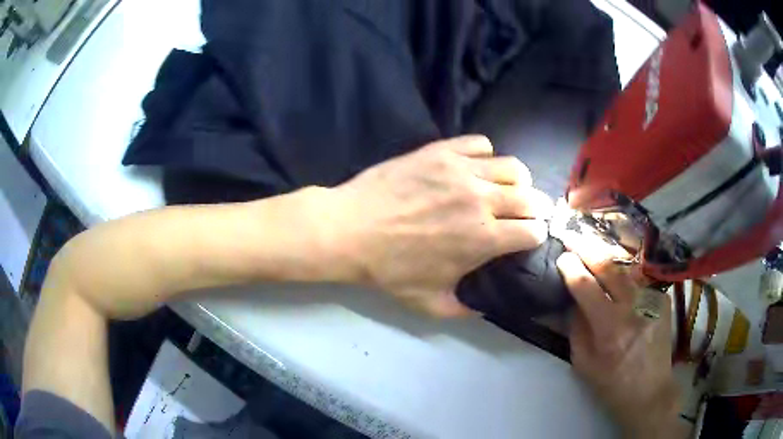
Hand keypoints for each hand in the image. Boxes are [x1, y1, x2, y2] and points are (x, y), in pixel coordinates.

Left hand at [330, 135, 552, 316]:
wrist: (349, 230)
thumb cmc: (388, 269)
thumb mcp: (428, 303)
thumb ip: (464, 310)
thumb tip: (485, 308)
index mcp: (483, 239)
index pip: (533, 231)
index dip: (534, 236)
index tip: (526, 238)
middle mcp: (481, 200)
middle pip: (531, 197)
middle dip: (534, 208)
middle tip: (522, 213)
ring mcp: (462, 171)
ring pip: (513, 167)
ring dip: (516, 180)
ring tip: (504, 187)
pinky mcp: (441, 151)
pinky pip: (480, 143)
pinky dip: (485, 154)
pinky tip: (474, 166)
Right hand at [556, 231, 688, 438]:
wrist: (650, 391)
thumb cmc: (613, 384)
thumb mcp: (584, 365)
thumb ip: (576, 330)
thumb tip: (573, 301)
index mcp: (610, 329)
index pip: (586, 287)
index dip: (572, 268)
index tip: (562, 257)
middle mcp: (633, 307)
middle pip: (609, 266)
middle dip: (587, 247)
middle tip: (572, 235)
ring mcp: (652, 299)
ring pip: (627, 265)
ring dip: (606, 252)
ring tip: (591, 241)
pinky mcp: (662, 298)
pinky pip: (640, 276)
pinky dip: (625, 267)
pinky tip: (616, 263)